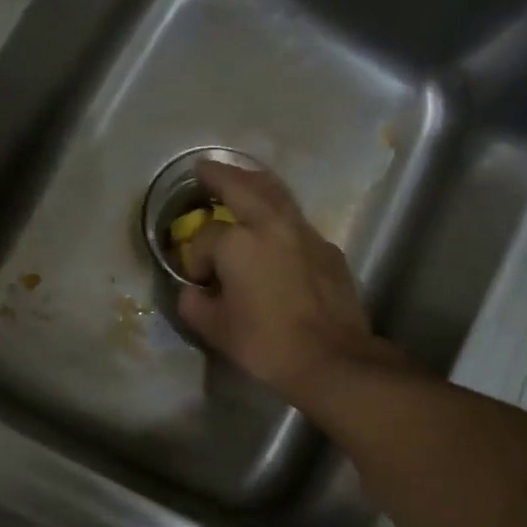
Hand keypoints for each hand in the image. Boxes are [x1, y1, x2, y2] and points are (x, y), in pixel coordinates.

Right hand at [177, 160, 402, 404]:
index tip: (199, 282)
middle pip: (241, 186)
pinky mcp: (328, 249)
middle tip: (205, 167)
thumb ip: (194, 304)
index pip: (204, 236)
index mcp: (237, 243)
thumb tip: (194, 291)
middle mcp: (271, 225)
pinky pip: (298, 221)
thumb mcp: (216, 330)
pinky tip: (278, 230)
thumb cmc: (267, 344)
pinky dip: (282, 215)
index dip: (195, 258)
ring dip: (254, 181)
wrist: (332, 358)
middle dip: (220, 175)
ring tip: (242, 177)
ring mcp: (305, 233)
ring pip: (277, 193)